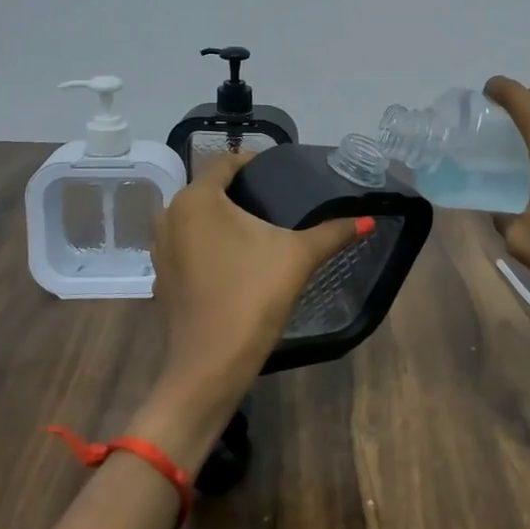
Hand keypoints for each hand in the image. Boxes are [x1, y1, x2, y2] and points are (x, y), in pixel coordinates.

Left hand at [134, 151, 363, 461]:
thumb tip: (368, 219)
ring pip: (195, 219)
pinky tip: (235, 260)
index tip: (280, 171)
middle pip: (208, 189)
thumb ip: (332, 232)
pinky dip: (209, 244)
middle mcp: (170, 216)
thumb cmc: (252, 297)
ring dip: (222, 218)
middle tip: (275, 199)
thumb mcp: (298, 257)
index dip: (253, 161)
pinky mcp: (162, 278)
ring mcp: (161, 249)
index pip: (224, 162)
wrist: (210, 367)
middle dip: (239, 191)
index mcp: (196, 199)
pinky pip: (188, 246)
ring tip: (258, 228)